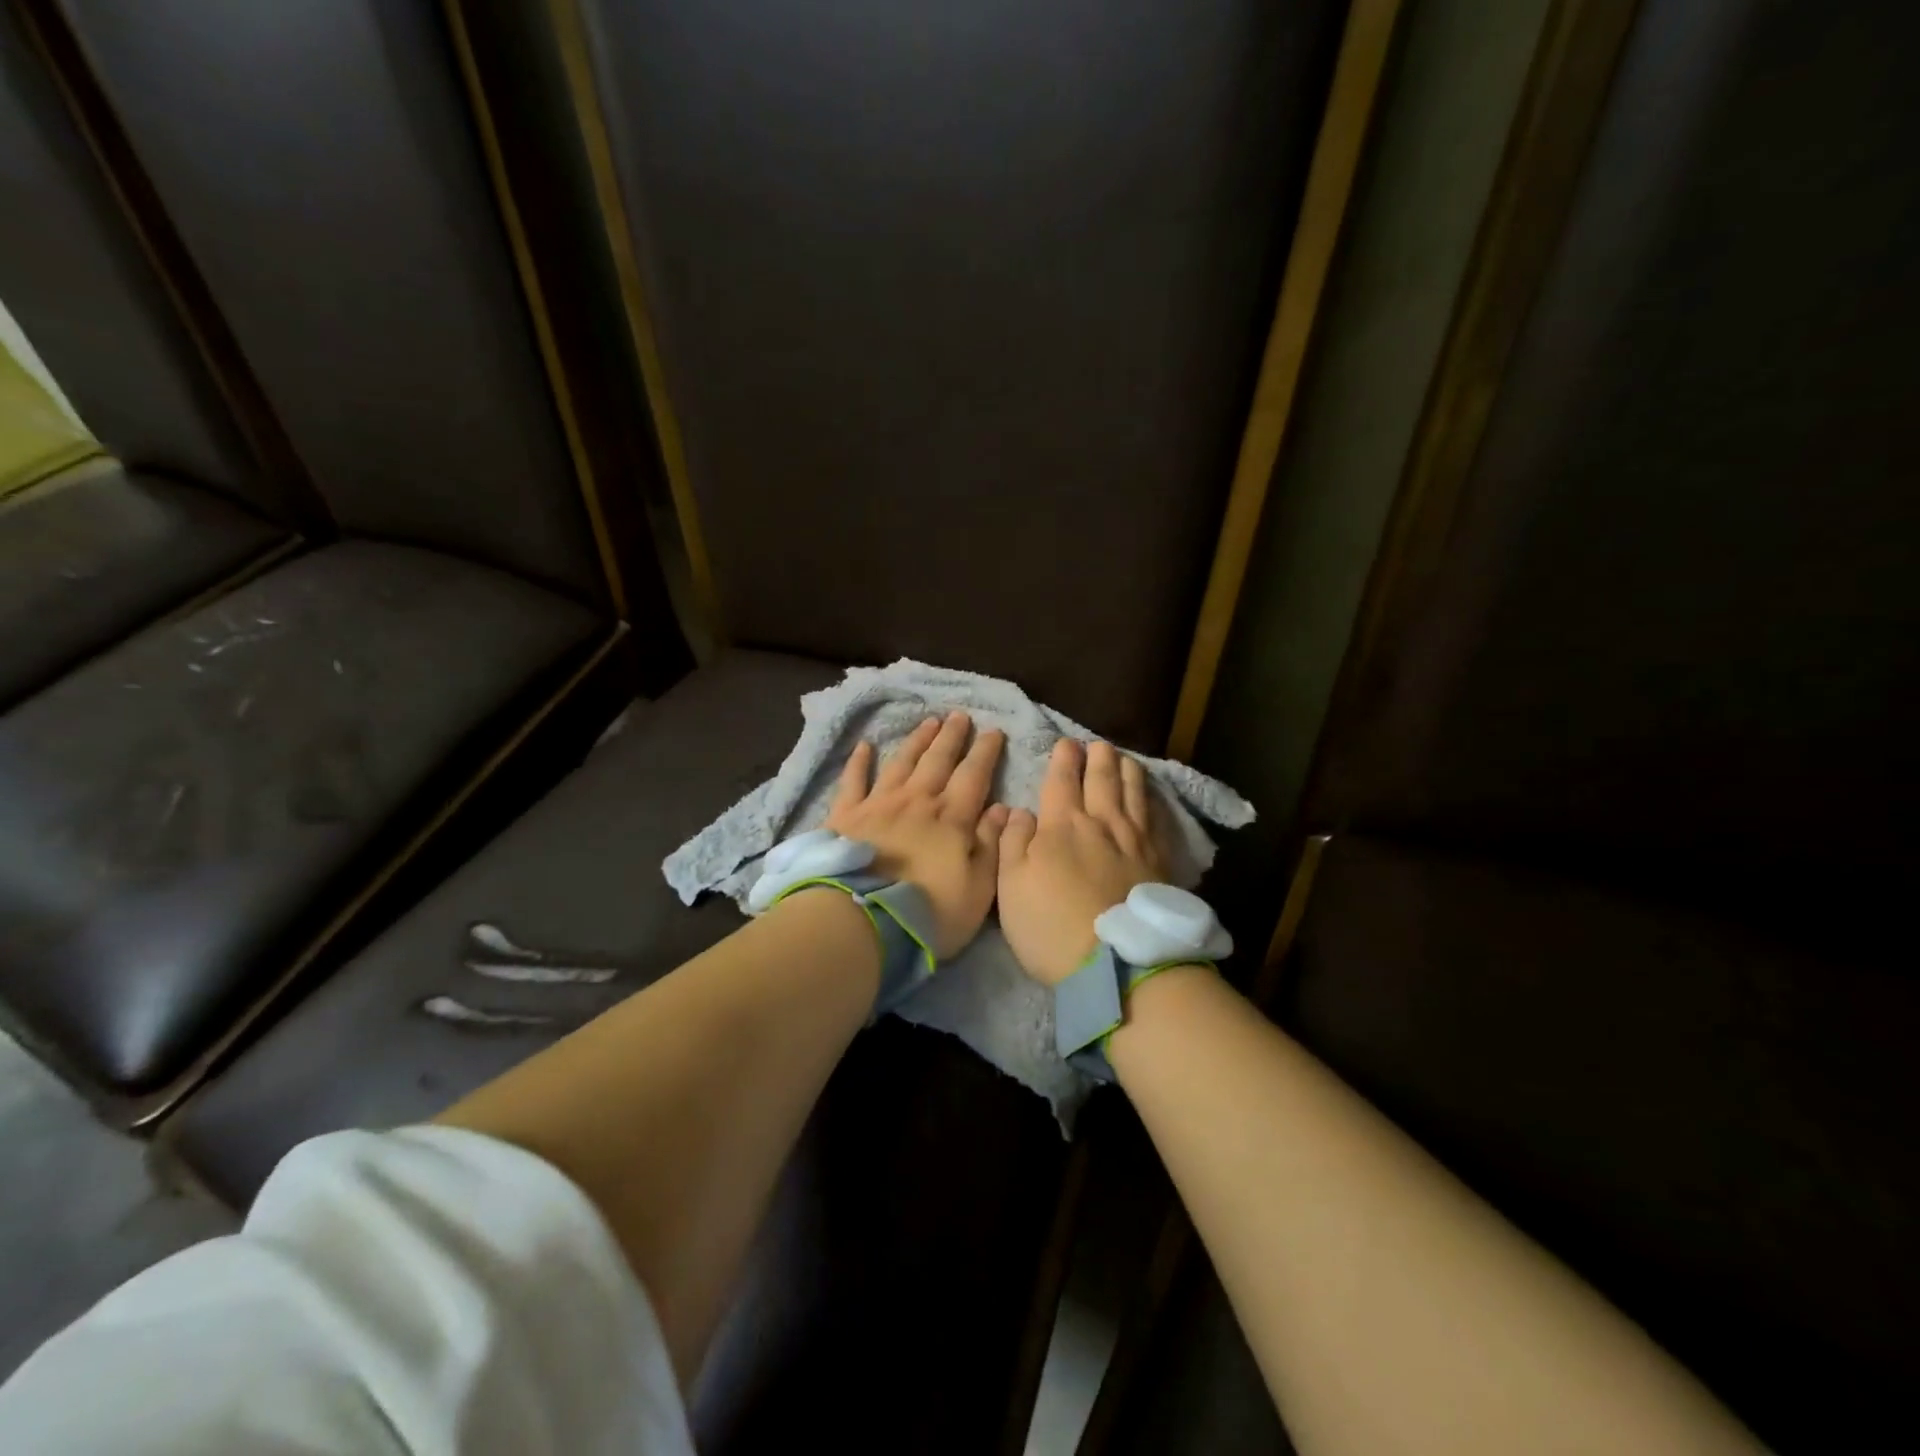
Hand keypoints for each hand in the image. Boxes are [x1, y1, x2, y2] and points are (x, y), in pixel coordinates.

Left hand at [824, 712, 1008, 957]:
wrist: (860, 920)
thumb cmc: (926, 912)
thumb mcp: (977, 890)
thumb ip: (991, 846)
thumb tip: (1001, 809)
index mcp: (951, 818)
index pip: (973, 776)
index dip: (985, 752)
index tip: (993, 730)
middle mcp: (916, 801)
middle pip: (938, 760)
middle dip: (951, 736)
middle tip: (959, 715)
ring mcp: (878, 804)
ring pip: (902, 762)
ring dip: (917, 740)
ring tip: (928, 721)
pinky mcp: (845, 816)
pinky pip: (853, 780)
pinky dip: (859, 761)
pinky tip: (864, 746)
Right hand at [998, 739, 1166, 984]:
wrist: (1117, 963)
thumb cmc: (1051, 926)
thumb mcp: (1011, 886)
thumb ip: (1013, 843)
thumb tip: (1019, 811)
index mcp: (1062, 826)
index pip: (1062, 781)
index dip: (1063, 759)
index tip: (1066, 743)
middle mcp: (1101, 824)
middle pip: (1102, 780)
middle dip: (1098, 758)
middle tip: (1097, 744)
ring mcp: (1135, 842)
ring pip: (1133, 794)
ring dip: (1127, 771)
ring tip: (1124, 758)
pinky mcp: (1158, 863)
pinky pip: (1156, 820)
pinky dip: (1151, 801)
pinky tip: (1151, 799)